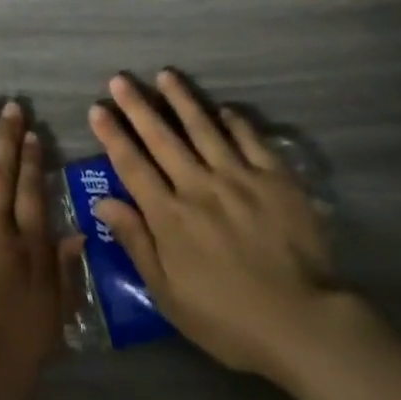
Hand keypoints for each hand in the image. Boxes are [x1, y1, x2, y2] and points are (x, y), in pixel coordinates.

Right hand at [88, 70, 339, 385]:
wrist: (302, 323)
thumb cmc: (227, 319)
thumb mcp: (168, 294)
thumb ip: (136, 243)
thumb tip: (103, 203)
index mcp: (170, 216)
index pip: (133, 166)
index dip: (113, 135)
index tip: (98, 108)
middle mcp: (199, 186)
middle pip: (162, 138)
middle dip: (138, 107)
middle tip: (121, 79)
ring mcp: (239, 178)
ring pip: (203, 129)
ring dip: (182, 100)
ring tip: (165, 75)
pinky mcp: (276, 179)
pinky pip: (250, 140)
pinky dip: (234, 122)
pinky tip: (223, 109)